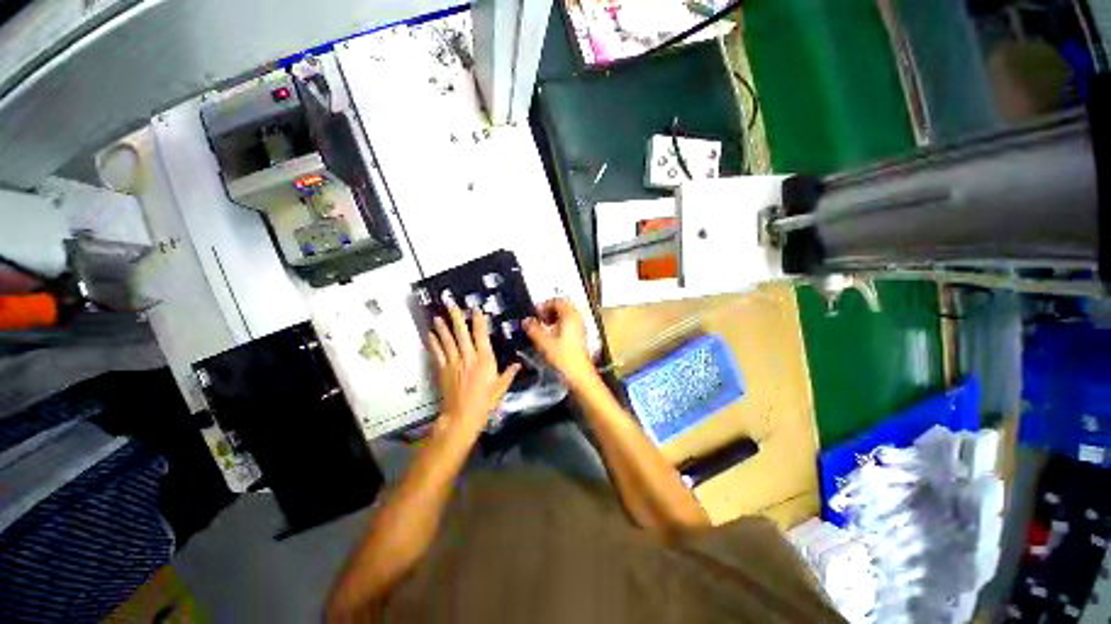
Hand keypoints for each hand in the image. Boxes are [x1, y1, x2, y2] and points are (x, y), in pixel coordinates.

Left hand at [427, 304, 519, 441]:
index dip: (478, 321)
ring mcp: (454, 362)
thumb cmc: (485, 401)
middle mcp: (468, 357)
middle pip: (461, 333)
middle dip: (456, 317)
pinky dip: (433, 343)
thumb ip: (509, 374)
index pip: (481, 335)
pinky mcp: (443, 370)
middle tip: (450, 304)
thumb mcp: (501, 387)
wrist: (462, 416)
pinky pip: (437, 353)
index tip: (475, 309)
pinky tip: (429, 334)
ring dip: (442, 327)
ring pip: (447, 340)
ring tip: (437, 316)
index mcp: (484, 359)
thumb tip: (518, 364)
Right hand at [523, 299, 595, 388]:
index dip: (544, 305)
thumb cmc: (563, 358)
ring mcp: (580, 326)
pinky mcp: (581, 335)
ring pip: (566, 314)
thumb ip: (533, 329)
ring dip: (554, 317)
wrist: (580, 374)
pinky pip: (570, 322)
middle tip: (539, 319)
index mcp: (569, 315)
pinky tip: (553, 335)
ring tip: (544, 327)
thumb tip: (525, 321)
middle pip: (563, 306)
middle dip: (549, 310)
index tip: (535, 313)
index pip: (557, 300)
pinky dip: (560, 324)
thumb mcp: (544, 342)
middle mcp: (577, 318)